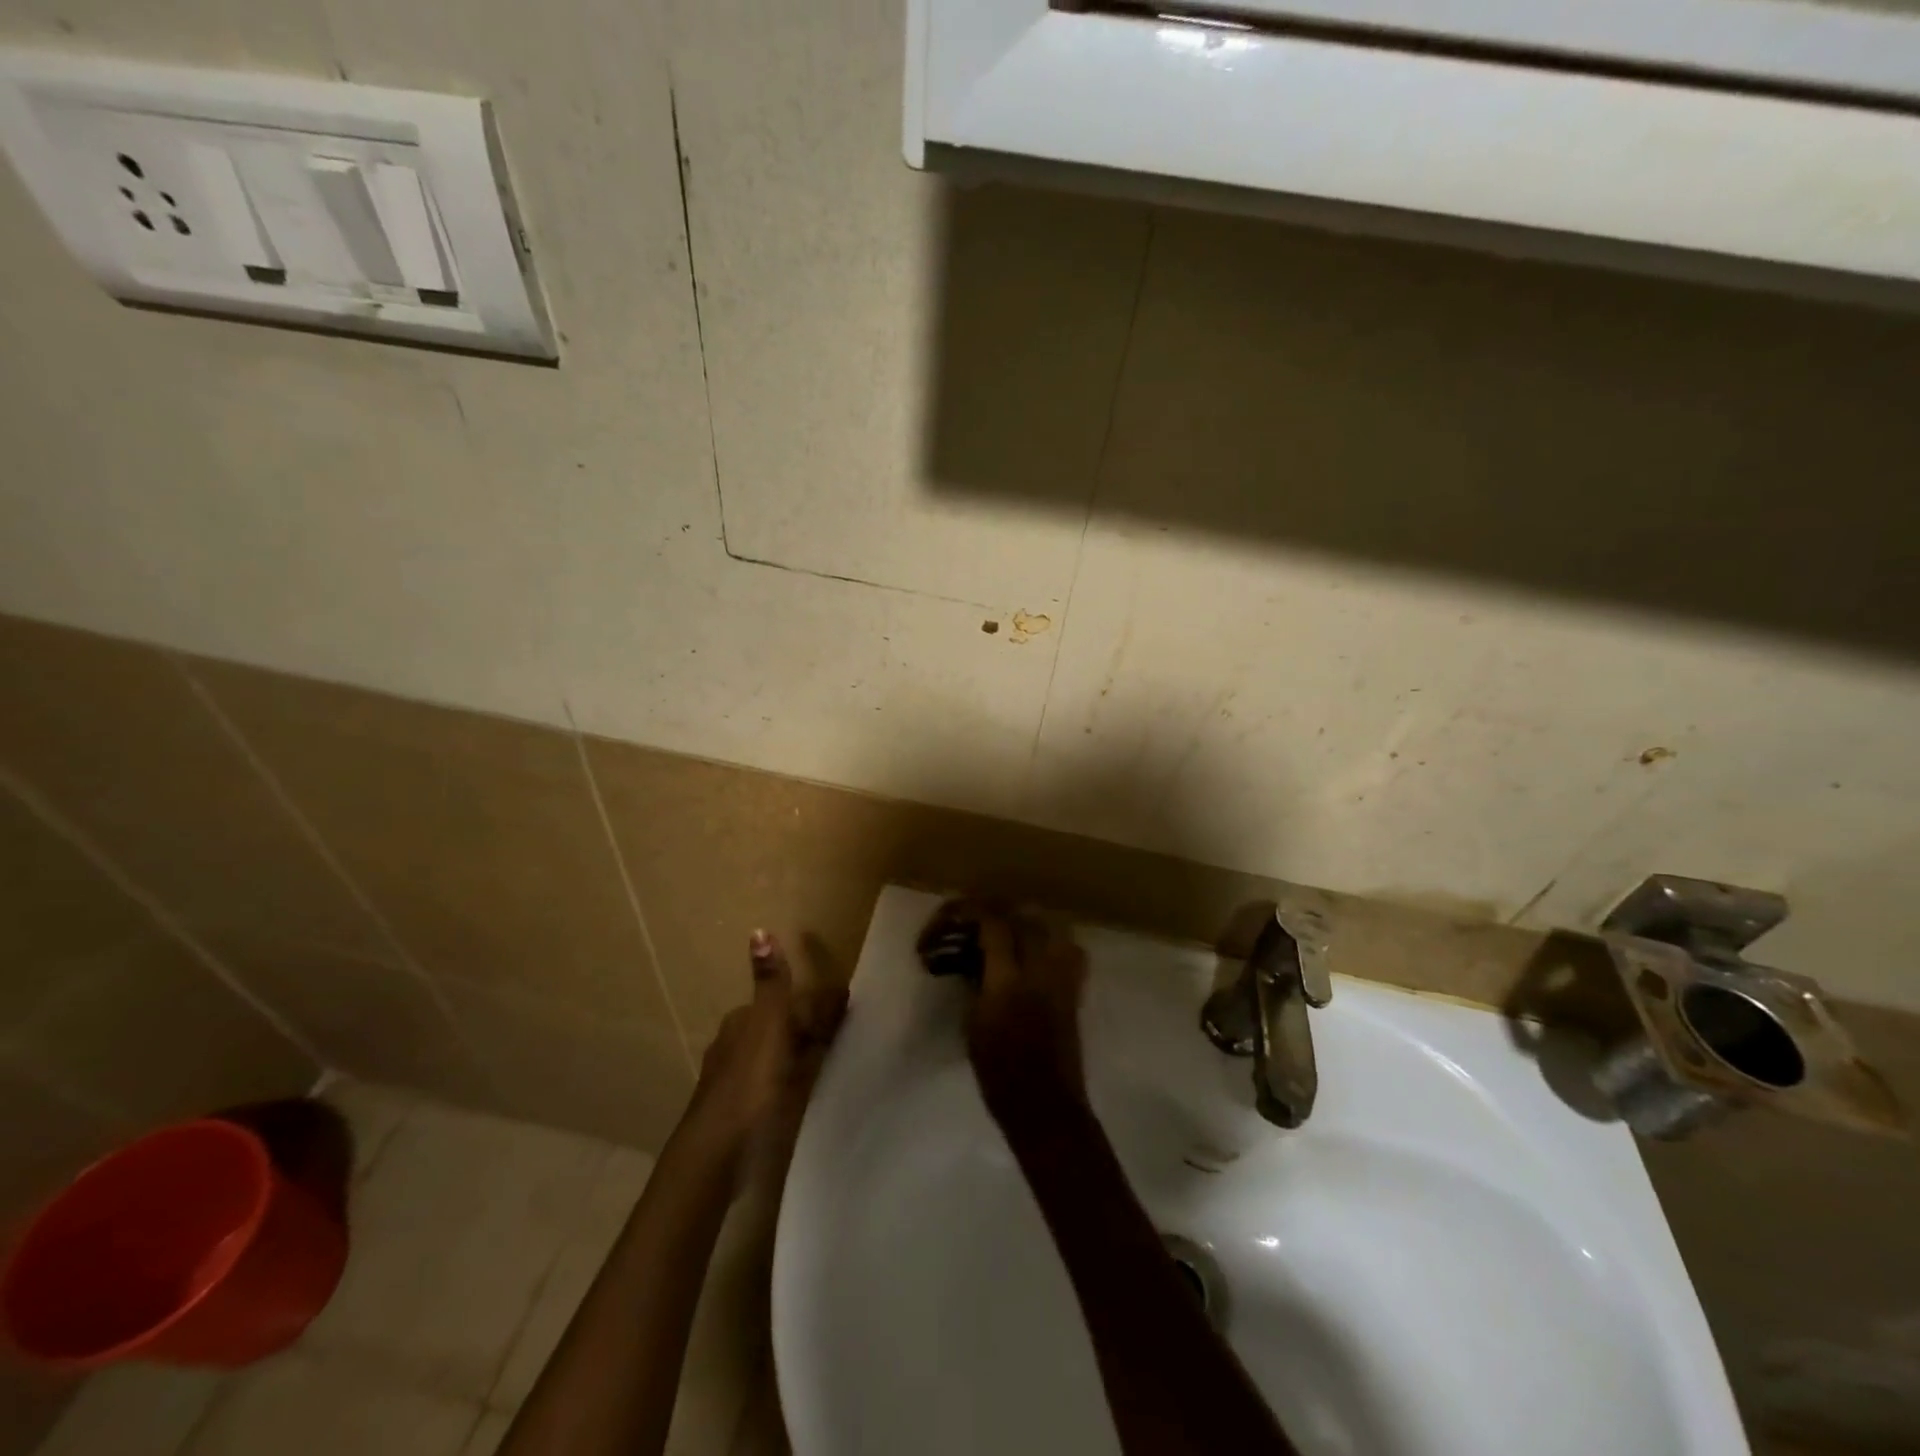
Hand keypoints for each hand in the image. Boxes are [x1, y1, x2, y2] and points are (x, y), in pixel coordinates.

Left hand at [686, 931, 847, 1164]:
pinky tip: (808, 1091)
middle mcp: (734, 1046)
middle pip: (780, 1028)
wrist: (718, 1152)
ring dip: (802, 1054)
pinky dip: (794, 1081)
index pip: (784, 1002)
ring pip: (777, 1057)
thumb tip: (759, 930)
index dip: (814, 1004)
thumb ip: (771, 983)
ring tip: (835, 1060)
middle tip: (847, 1033)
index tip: (845, 1008)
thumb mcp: (767, 1025)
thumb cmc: (748, 1083)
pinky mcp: (742, 1113)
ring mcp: (736, 1082)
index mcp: (741, 1022)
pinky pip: (776, 1084)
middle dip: (808, 1027)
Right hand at [950, 903, 1088, 1109]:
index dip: (967, 913)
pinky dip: (1045, 938)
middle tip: (966, 920)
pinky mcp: (1075, 986)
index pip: (993, 924)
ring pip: (1045, 924)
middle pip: (1020, 915)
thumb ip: (976, 979)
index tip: (947, 921)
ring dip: (1019, 918)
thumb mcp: (973, 1023)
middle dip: (990, 910)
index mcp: (1009, 981)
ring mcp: (1063, 975)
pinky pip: (1064, 945)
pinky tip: (1028, 948)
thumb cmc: (999, 1073)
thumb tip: (973, 955)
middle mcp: (1040, 969)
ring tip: (996, 928)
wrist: (1045, 1106)